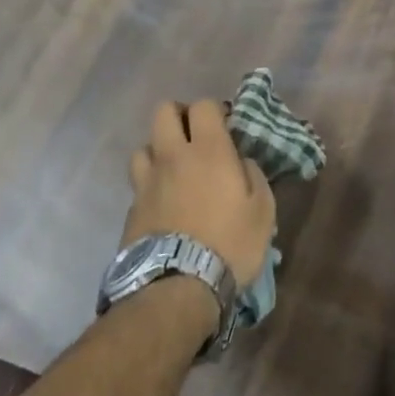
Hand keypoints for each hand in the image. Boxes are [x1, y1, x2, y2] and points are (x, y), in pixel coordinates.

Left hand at [125, 100, 275, 285]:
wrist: (177, 290)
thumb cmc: (229, 244)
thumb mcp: (263, 210)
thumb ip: (253, 175)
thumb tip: (241, 162)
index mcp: (208, 150)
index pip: (203, 105)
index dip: (214, 111)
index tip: (225, 127)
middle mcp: (173, 156)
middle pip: (163, 112)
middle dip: (179, 116)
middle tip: (194, 137)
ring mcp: (147, 182)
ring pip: (144, 146)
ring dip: (159, 151)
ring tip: (174, 170)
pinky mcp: (131, 210)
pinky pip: (138, 184)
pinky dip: (150, 186)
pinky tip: (162, 204)